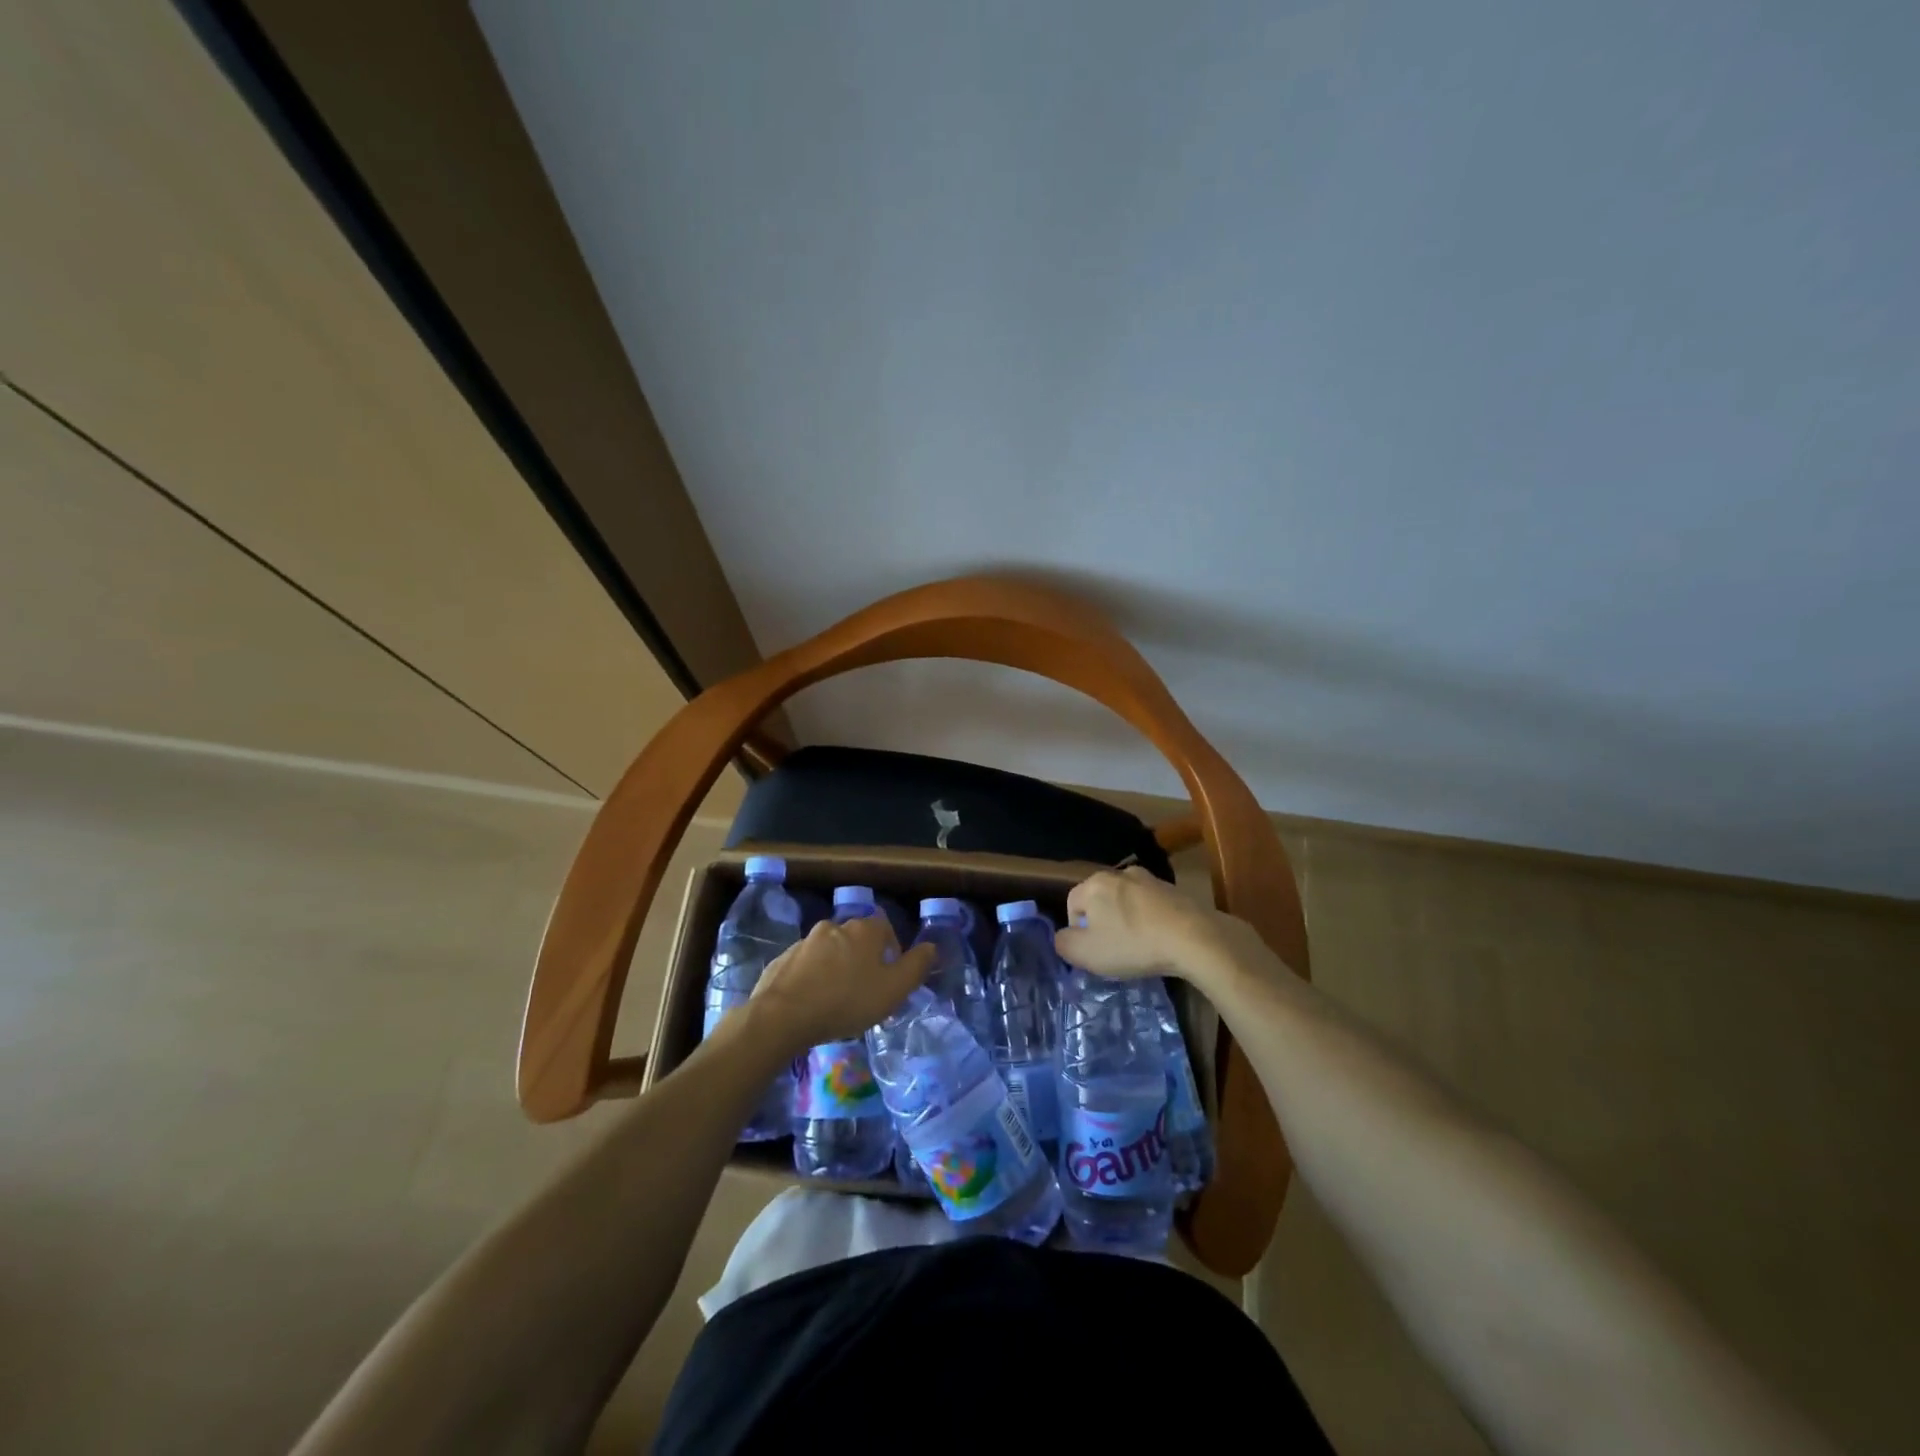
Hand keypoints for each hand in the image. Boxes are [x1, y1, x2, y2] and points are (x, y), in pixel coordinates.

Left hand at [746, 915, 933, 1055]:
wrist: (782, 1015)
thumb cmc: (846, 1001)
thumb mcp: (893, 990)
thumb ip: (916, 967)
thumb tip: (931, 947)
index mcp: (864, 930)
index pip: (886, 929)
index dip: (892, 952)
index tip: (890, 977)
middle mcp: (835, 926)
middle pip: (857, 939)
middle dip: (863, 960)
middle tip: (865, 991)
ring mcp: (806, 941)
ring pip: (830, 951)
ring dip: (837, 967)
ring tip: (837, 1000)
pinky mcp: (784, 958)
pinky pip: (807, 964)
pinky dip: (813, 977)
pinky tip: (812, 1002)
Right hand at [1054, 866, 1255, 984]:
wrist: (1194, 938)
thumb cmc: (1133, 944)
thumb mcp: (1086, 954)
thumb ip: (1064, 943)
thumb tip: (1064, 937)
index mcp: (1094, 883)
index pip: (1072, 904)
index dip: (1077, 931)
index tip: (1092, 952)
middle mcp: (1119, 873)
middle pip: (1100, 901)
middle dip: (1103, 924)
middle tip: (1114, 951)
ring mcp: (1150, 879)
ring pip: (1126, 902)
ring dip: (1127, 921)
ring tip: (1139, 947)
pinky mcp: (1174, 890)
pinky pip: (1151, 906)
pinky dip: (1150, 921)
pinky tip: (1159, 940)